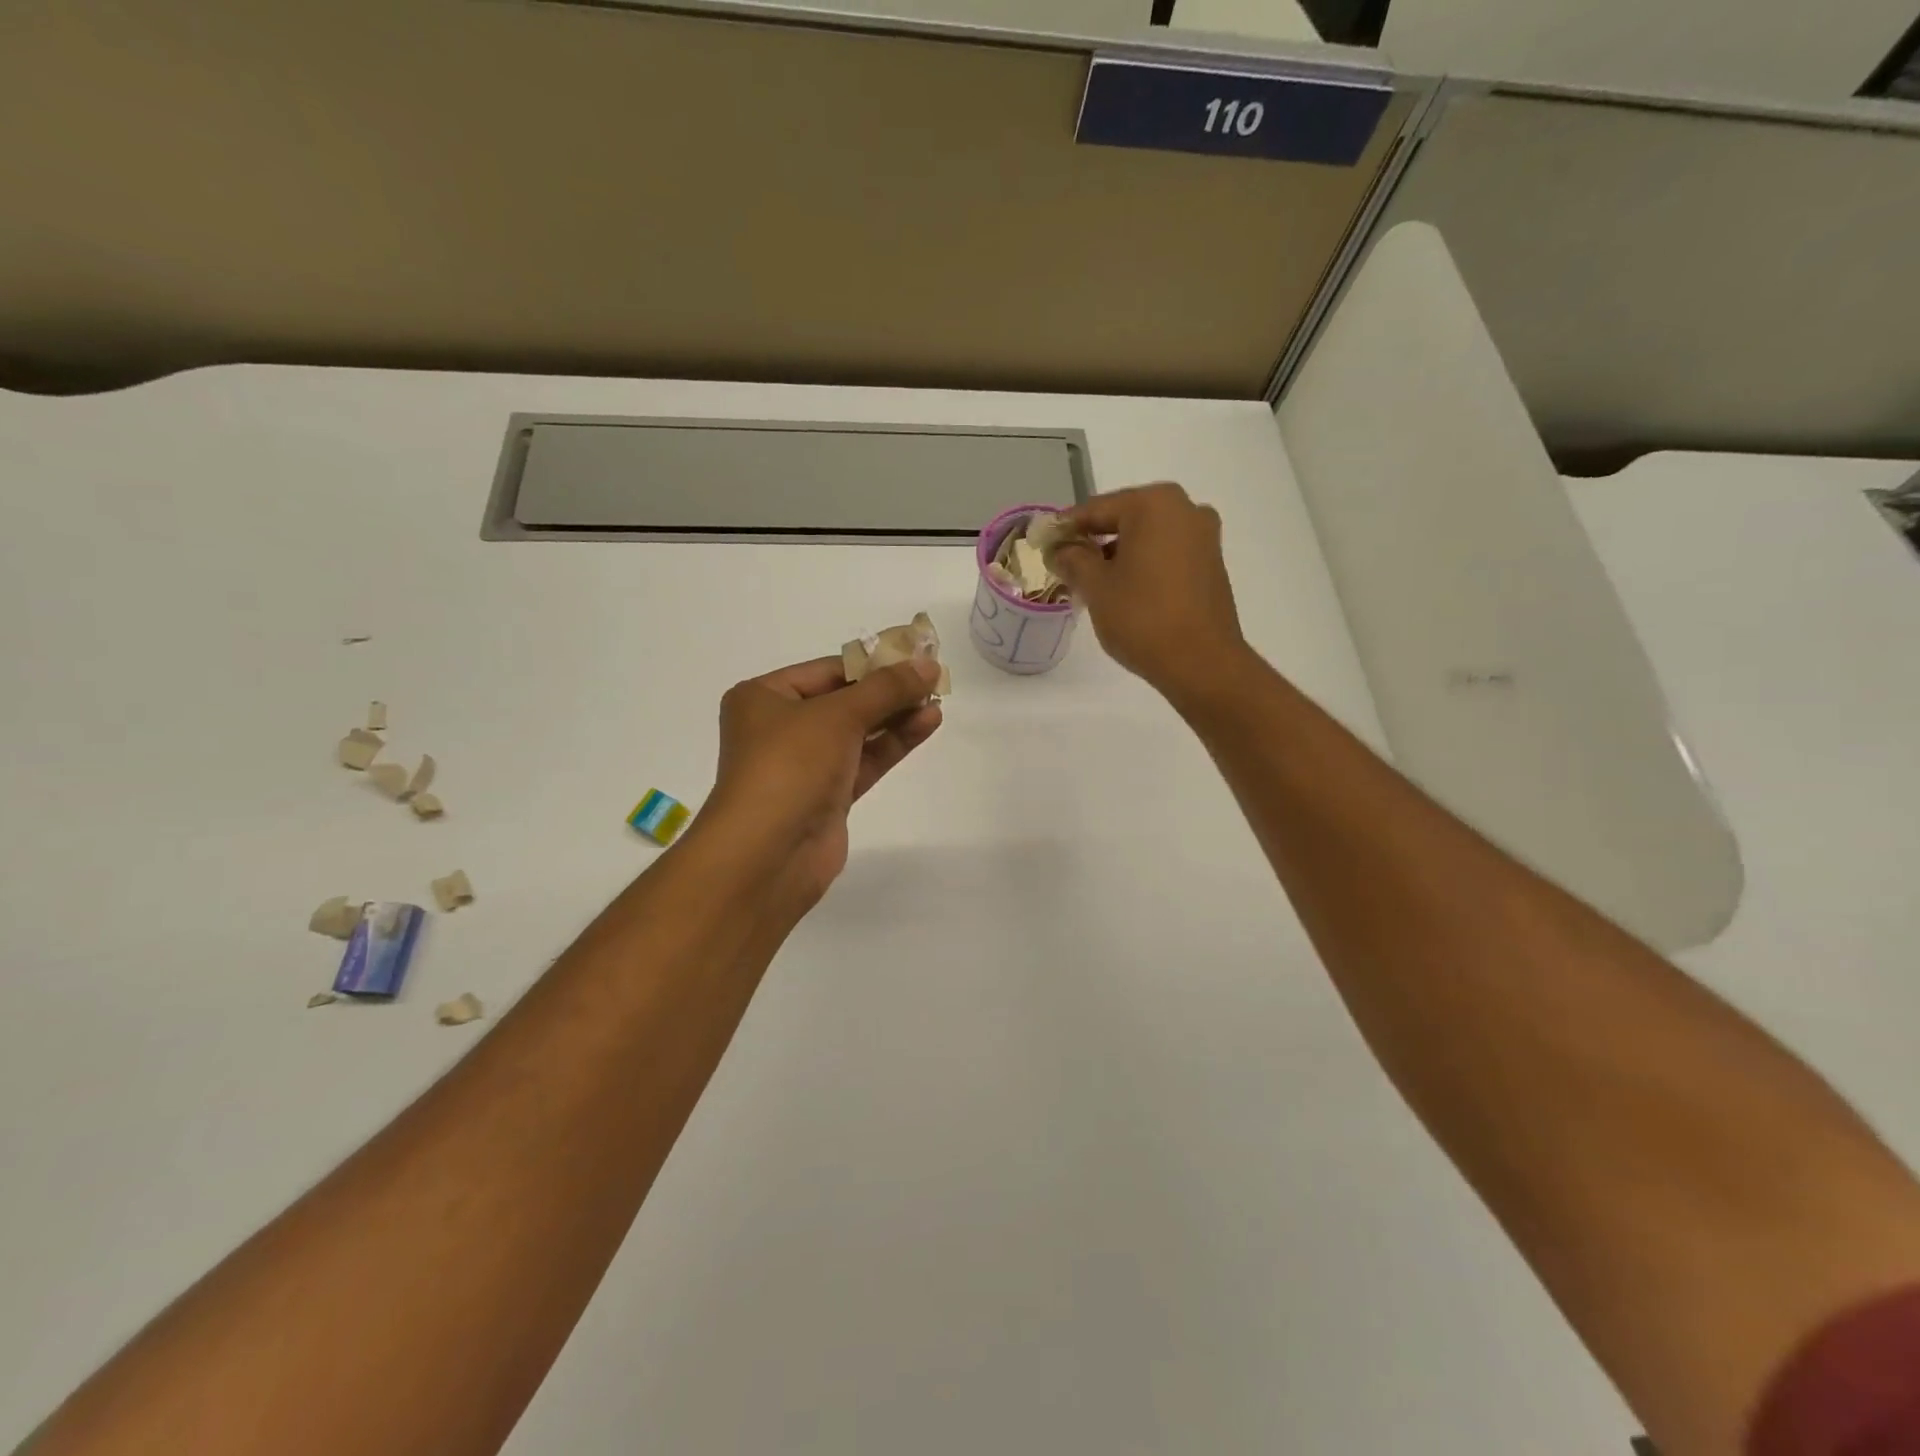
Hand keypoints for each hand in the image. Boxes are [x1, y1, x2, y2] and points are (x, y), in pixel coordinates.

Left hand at [700, 655, 942, 908]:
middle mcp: (780, 727)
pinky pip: (864, 760)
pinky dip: (892, 743)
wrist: (769, 853)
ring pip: (857, 732)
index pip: (828, 670)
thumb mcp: (839, 715)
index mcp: (764, 697)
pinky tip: (926, 724)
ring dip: (896, 716)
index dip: (874, 662)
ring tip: (937, 700)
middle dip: (888, 690)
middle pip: (844, 699)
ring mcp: (804, 764)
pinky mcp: (826, 796)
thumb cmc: (790, 766)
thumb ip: (887, 688)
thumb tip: (928, 665)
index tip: (916, 655)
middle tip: (934, 678)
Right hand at [1053, 483, 1247, 706]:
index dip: (1065, 528)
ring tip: (1092, 584)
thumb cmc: (1143, 618)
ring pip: (1146, 538)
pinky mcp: (1211, 564)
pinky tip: (1124, 591)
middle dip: (1093, 541)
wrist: (1202, 663)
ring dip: (1118, 555)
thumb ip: (1073, 560)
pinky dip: (1143, 565)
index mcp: (1154, 504)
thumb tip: (1059, 549)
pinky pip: (1166, 554)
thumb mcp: (1096, 587)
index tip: (1043, 546)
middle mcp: (1185, 509)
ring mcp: (1204, 536)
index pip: (1095, 509)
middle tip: (1066, 567)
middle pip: (1124, 519)